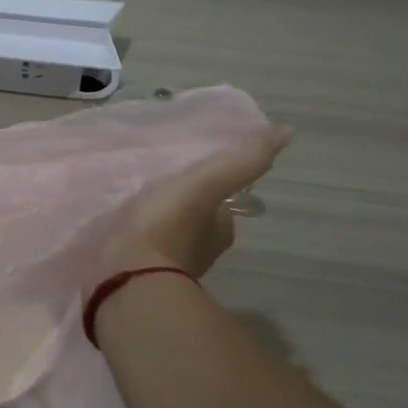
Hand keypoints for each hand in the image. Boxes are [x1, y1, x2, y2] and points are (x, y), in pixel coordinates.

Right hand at [107, 126, 292, 276]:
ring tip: (134, 201)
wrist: (130, 275)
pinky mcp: (139, 274)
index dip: (211, 186)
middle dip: (181, 204)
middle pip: (195, 220)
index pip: (222, 203)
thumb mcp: (207, 185)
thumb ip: (243, 162)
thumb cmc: (169, 227)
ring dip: (156, 222)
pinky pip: (142, 249)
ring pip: (167, 235)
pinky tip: (121, 226)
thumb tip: (286, 132)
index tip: (191, 171)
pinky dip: (136, 238)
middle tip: (158, 183)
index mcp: (220, 230)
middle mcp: (201, 251)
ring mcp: (169, 266)